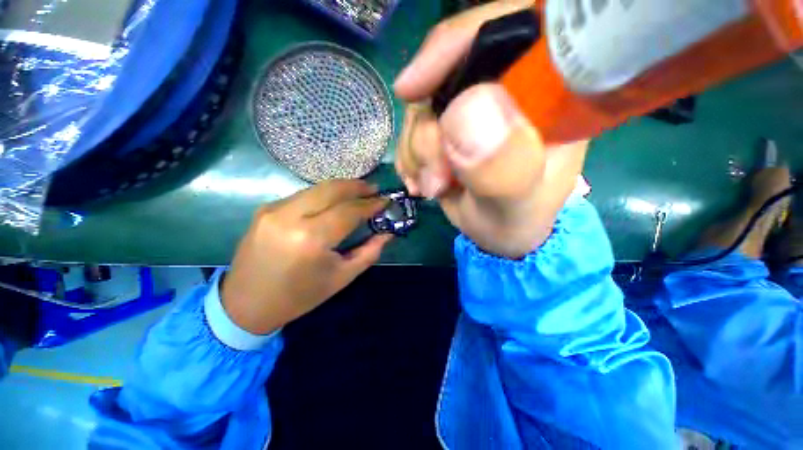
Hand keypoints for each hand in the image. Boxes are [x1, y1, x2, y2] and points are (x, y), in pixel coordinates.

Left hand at [221, 180, 391, 334]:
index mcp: (311, 239)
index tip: (385, 200)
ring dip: (340, 188)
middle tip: (373, 188)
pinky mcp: (265, 209)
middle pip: (331, 189)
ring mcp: (273, 210)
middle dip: (357, 185)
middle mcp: (290, 217)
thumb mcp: (342, 277)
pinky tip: (333, 202)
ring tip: (358, 191)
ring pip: (316, 188)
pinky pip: (302, 195)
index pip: (349, 211)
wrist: (247, 304)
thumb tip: (387, 233)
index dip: (370, 204)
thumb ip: (369, 252)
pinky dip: (322, 195)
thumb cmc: (300, 296)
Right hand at [394, 0, 587, 258]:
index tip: (413, 88)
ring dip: (416, 151)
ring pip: (424, 106)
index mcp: (550, 96)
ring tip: (431, 187)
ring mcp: (475, 108)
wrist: (499, 233)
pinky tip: (419, 181)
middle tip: (434, 180)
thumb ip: (505, 168)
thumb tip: (467, 113)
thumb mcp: (515, 207)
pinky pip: (413, 128)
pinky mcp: (449, 126)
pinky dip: (409, 156)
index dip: (458, 44)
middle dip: (428, 132)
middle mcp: (510, 91)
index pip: (512, 30)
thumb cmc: (515, 221)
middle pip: (449, 76)